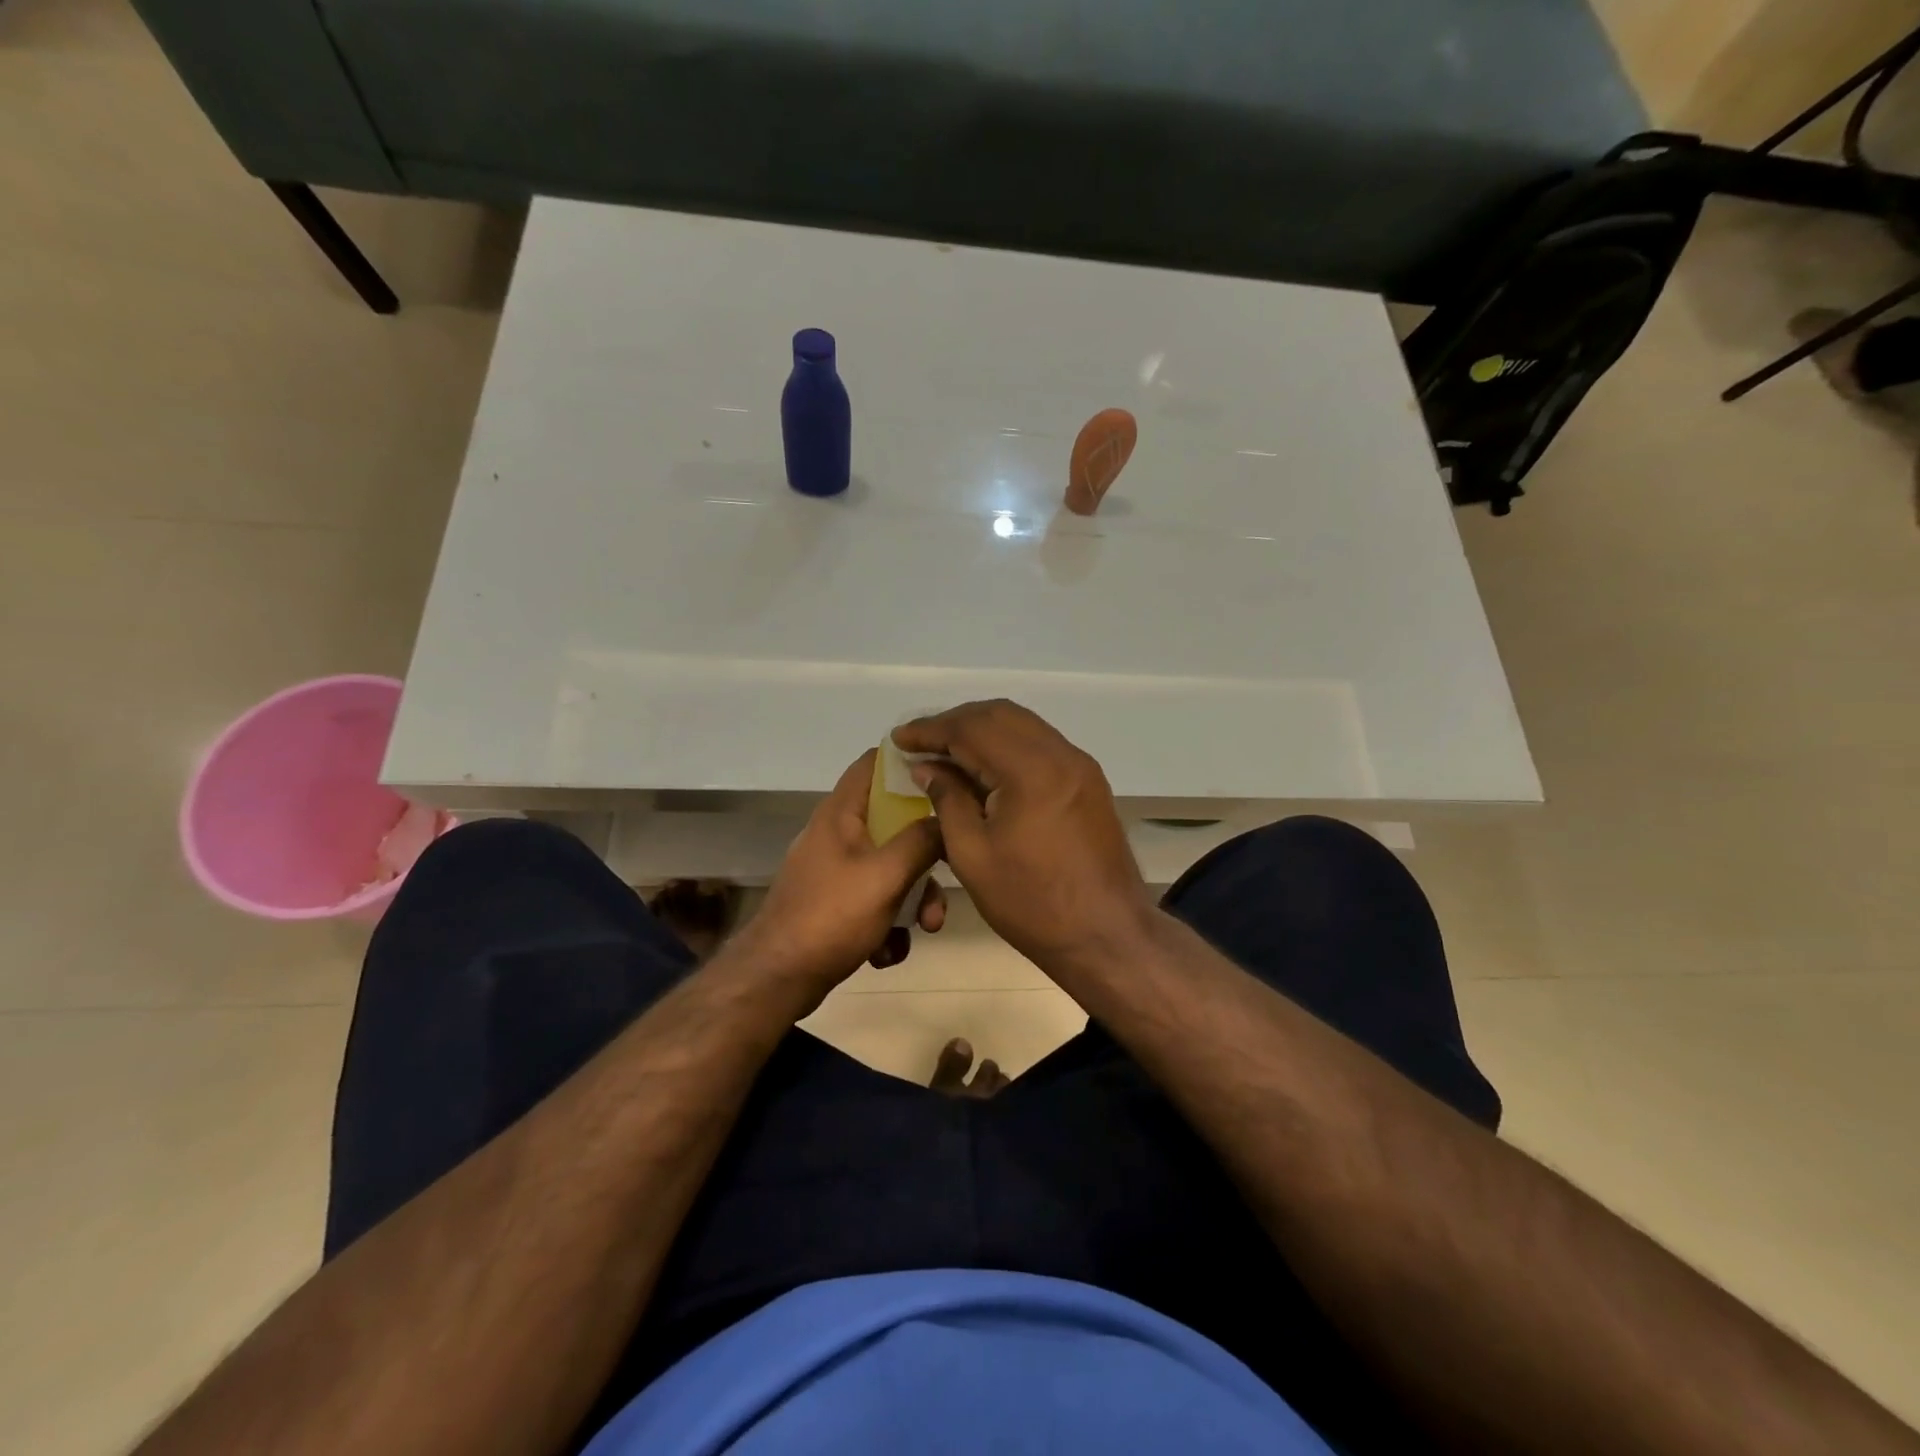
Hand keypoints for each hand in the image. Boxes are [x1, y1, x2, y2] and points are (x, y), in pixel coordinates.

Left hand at [733, 749, 945, 999]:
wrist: (777, 980)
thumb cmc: (831, 916)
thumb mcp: (886, 875)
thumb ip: (922, 840)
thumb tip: (946, 818)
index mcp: (842, 813)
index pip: (875, 762)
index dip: (910, 762)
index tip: (947, 776)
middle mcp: (836, 834)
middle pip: (894, 822)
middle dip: (925, 855)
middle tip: (947, 878)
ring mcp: (834, 871)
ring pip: (890, 868)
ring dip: (912, 900)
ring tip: (922, 931)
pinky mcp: (833, 905)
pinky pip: (874, 901)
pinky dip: (887, 925)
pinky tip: (887, 952)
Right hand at [893, 700, 1153, 973]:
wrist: (1106, 935)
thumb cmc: (1032, 903)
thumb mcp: (973, 855)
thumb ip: (948, 799)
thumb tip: (928, 767)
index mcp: (1031, 771)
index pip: (972, 728)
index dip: (930, 729)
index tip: (899, 738)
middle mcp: (1061, 754)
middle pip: (1000, 715)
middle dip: (955, 722)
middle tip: (921, 742)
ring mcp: (1080, 765)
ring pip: (1023, 725)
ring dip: (982, 730)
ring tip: (947, 751)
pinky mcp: (1088, 781)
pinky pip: (1041, 744)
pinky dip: (1007, 744)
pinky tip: (985, 767)